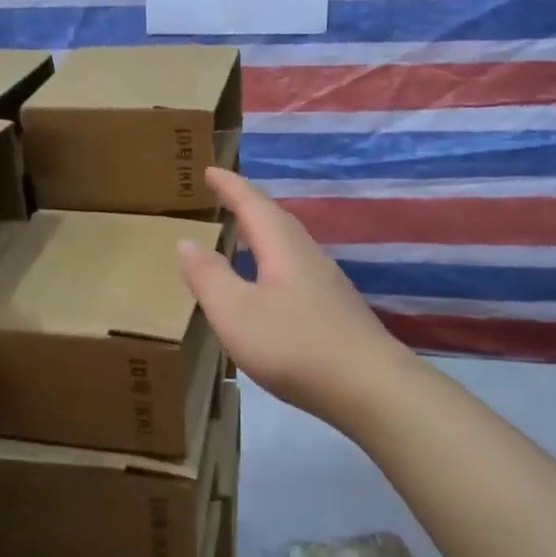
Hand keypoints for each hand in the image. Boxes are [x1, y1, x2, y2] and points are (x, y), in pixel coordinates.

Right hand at [177, 168, 409, 424]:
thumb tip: (186, 241)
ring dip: (263, 233)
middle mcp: (307, 255)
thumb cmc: (294, 345)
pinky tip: (270, 284)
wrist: (369, 386)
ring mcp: (326, 282)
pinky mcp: (335, 308)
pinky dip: (274, 261)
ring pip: (289, 244)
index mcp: (282, 247)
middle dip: (248, 204)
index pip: (252, 204)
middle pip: (276, 219)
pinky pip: (296, 268)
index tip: (210, 170)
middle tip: (225, 196)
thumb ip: (209, 276)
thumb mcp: (236, 312)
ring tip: (243, 235)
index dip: (230, 186)